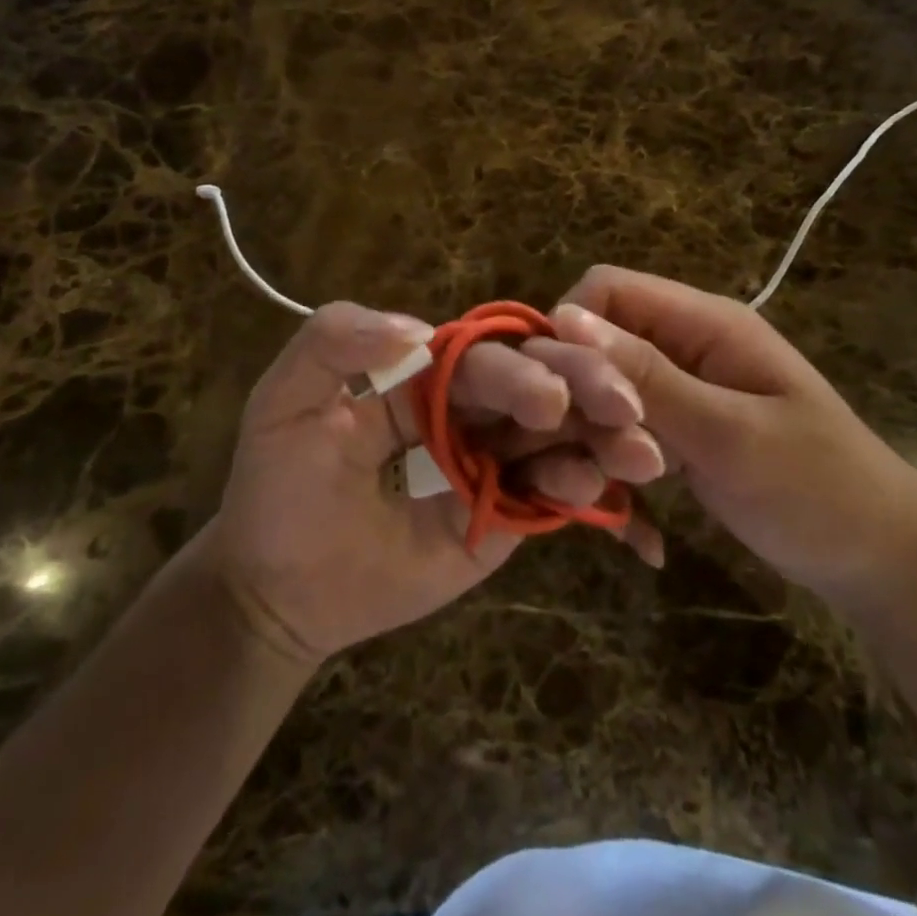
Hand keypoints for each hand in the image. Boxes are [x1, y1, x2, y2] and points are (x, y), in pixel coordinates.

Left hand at [205, 302, 665, 662]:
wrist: (274, 587)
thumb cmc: (278, 484)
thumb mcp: (286, 398)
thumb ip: (335, 342)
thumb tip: (419, 328)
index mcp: (426, 369)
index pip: (487, 355)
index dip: (522, 368)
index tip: (550, 395)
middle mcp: (468, 408)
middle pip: (538, 384)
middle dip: (584, 390)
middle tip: (622, 408)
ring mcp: (490, 462)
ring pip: (558, 434)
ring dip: (602, 435)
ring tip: (641, 453)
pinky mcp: (503, 516)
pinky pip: (548, 493)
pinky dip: (578, 486)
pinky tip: (596, 488)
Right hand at [550, 267, 916, 600]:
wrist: (881, 560)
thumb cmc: (817, 487)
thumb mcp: (728, 433)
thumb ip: (647, 377)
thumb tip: (565, 318)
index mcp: (703, 322)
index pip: (606, 290)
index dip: (571, 331)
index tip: (558, 395)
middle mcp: (684, 345)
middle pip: (598, 344)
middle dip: (585, 400)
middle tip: (606, 462)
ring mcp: (681, 391)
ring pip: (604, 395)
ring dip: (601, 443)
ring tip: (630, 494)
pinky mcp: (678, 432)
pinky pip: (623, 433)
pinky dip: (618, 470)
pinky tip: (633, 520)